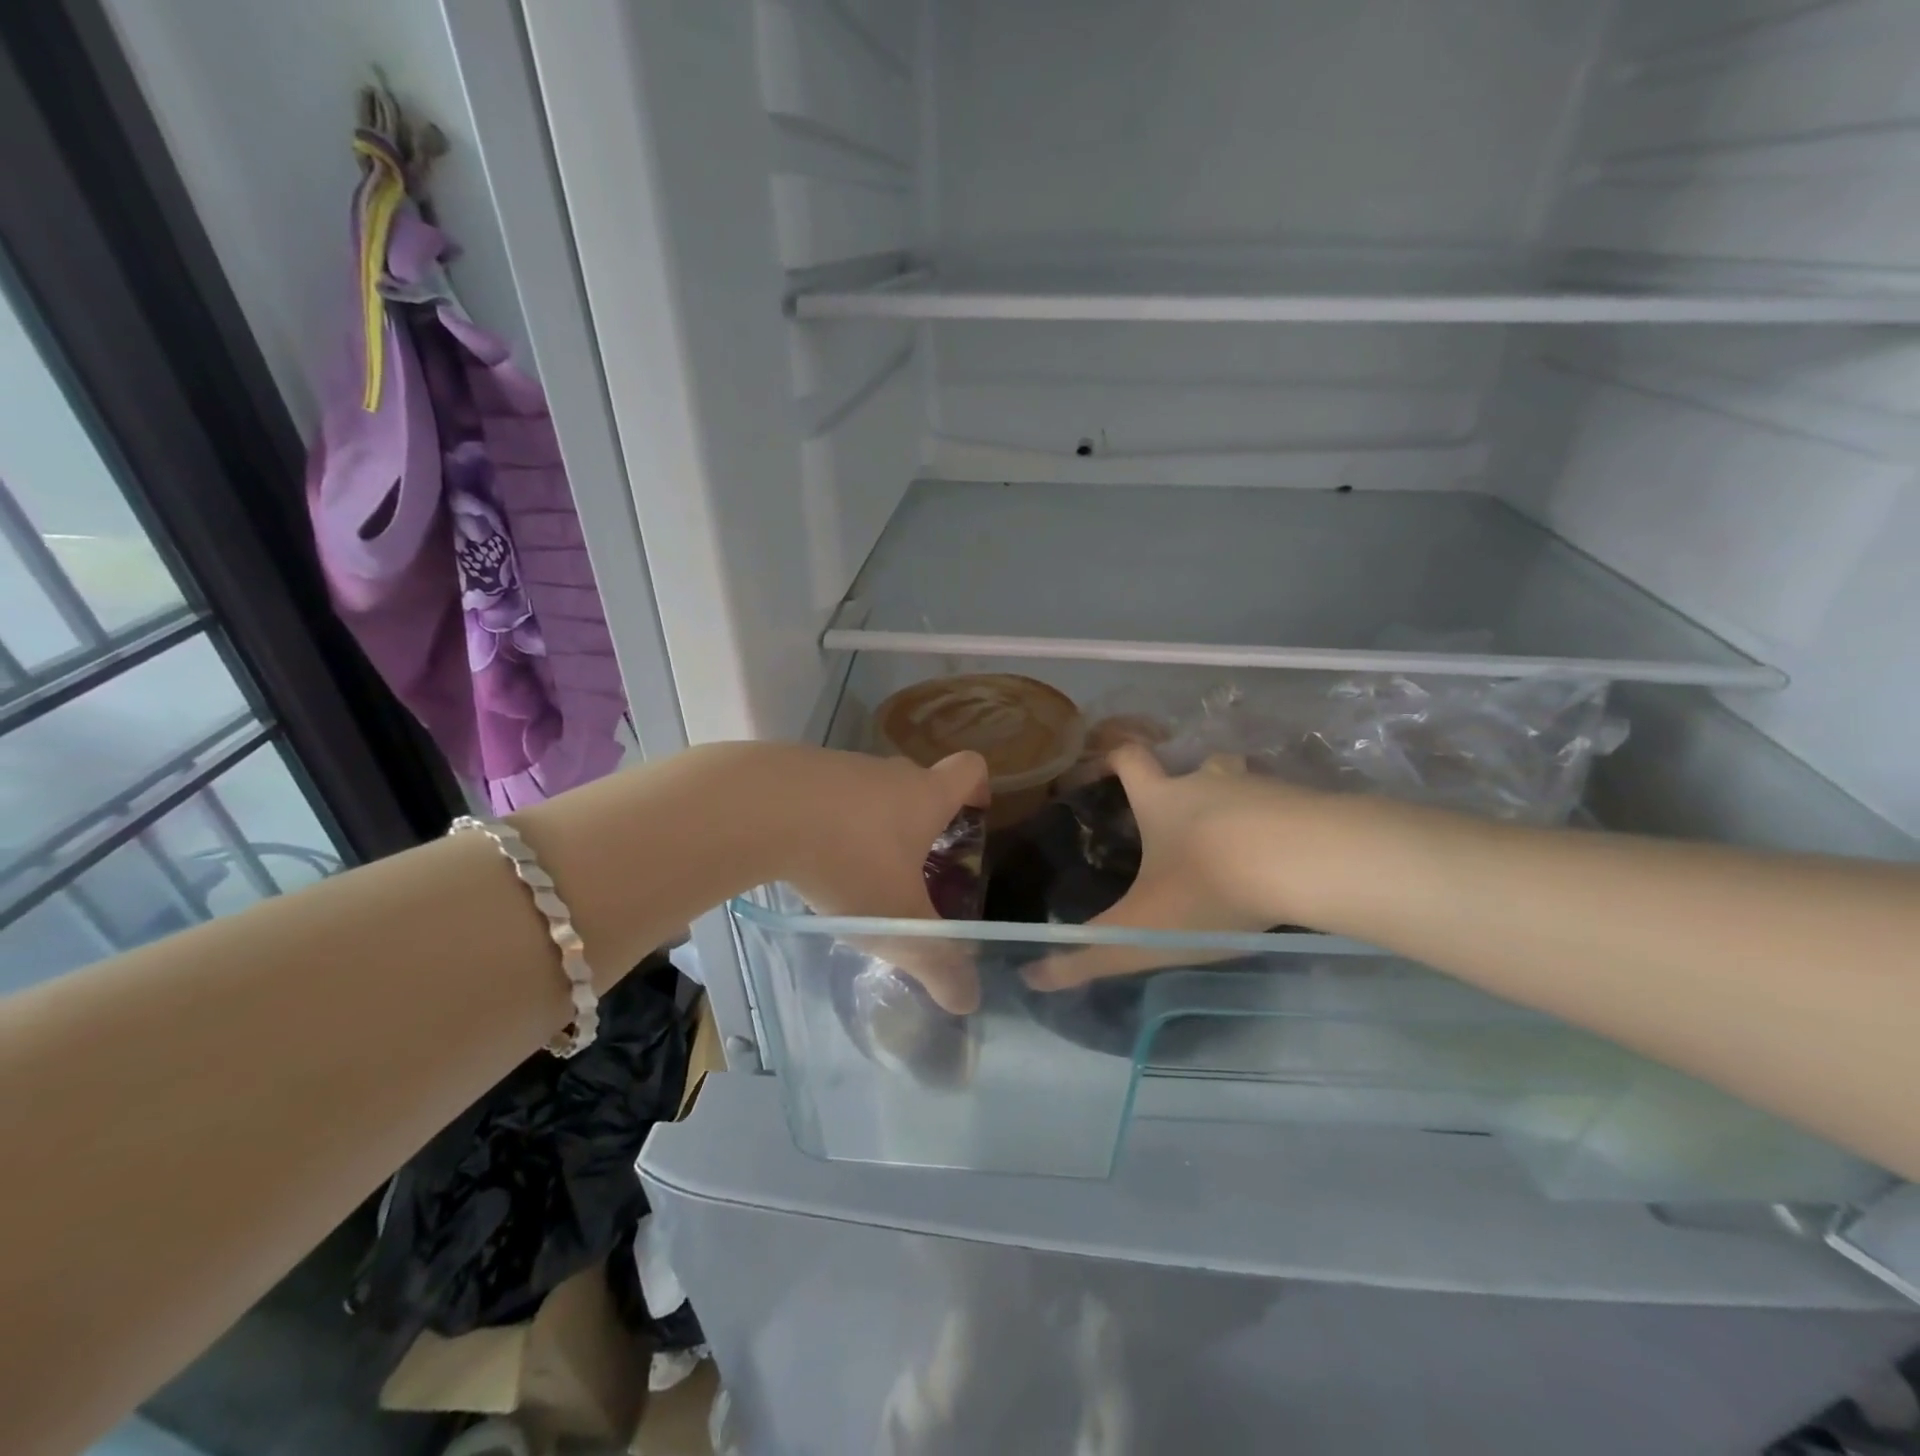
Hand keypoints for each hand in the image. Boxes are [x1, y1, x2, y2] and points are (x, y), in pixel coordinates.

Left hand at [772, 747, 989, 1012]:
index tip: (973, 816)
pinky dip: (824, 821)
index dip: (979, 788)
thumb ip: (936, 961)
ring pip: (867, 792)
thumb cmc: (847, 860)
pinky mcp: (795, 771)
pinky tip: (805, 858)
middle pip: (917, 784)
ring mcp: (839, 766)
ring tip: (852, 873)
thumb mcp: (898, 922)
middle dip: (920, 822)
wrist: (755, 810)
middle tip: (912, 869)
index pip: (969, 769)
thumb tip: (967, 1001)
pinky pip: (824, 796)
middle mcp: (887, 773)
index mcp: (924, 796)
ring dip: (868, 825)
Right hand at [1024, 745, 1329, 990]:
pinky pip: (1284, 807)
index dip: (1113, 758)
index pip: (1129, 758)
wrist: (1308, 864)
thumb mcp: (1140, 932)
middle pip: (1193, 768)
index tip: (1105, 769)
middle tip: (1181, 826)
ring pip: (1240, 785)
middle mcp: (1208, 783)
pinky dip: (1277, 826)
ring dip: (1234, 807)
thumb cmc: (1210, 887)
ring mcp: (1260, 788)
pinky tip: (1283, 861)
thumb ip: (1087, 956)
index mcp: (1162, 799)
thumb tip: (1031, 977)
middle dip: (1185, 788)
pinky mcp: (1307, 803)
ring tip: (1235, 848)